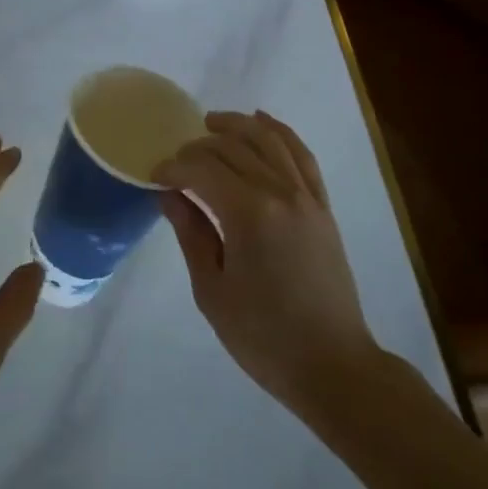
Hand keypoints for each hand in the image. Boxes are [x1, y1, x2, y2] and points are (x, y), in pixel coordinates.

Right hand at [157, 111, 379, 430]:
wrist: (333, 366)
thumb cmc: (264, 336)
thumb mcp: (212, 290)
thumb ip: (191, 233)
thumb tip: (169, 194)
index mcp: (249, 214)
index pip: (202, 169)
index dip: (174, 166)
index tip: (154, 176)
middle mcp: (280, 193)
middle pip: (233, 148)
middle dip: (198, 147)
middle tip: (176, 161)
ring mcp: (307, 197)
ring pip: (269, 140)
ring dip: (237, 125)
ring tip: (211, 123)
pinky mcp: (322, 207)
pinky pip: (302, 156)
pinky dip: (281, 132)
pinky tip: (262, 122)